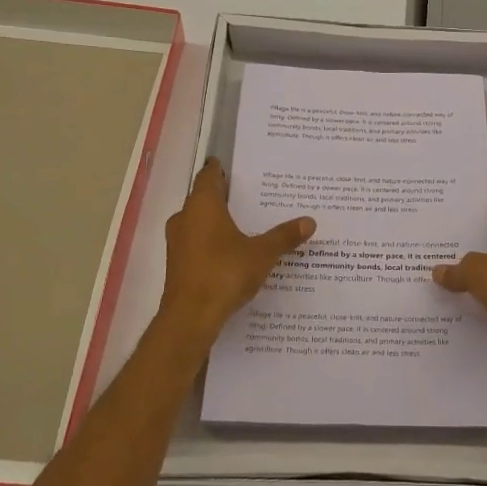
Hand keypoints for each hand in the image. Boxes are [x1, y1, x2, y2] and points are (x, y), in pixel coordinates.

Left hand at [158, 159, 314, 341]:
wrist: (190, 318)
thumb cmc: (224, 274)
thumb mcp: (262, 253)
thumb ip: (284, 236)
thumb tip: (309, 221)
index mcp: (202, 205)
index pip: (209, 175)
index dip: (221, 169)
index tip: (238, 167)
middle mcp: (185, 218)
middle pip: (204, 198)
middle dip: (225, 197)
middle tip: (253, 196)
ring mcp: (178, 242)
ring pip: (199, 222)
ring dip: (218, 222)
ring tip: (247, 224)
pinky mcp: (178, 264)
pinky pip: (197, 243)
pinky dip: (213, 242)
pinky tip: (233, 252)